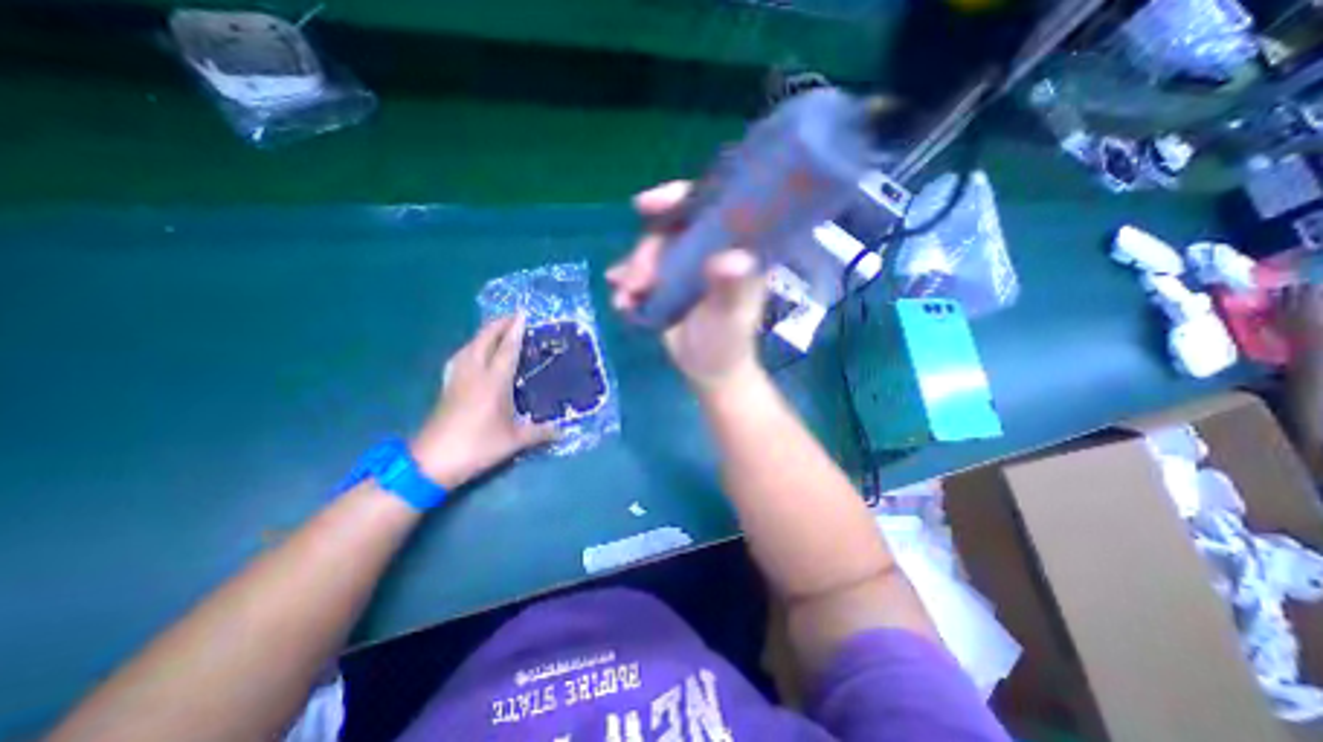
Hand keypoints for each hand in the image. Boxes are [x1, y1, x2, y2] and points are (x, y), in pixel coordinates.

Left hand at [413, 313, 555, 491]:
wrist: (431, 461)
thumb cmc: (477, 446)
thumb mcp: (514, 441)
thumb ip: (540, 433)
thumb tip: (564, 432)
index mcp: (493, 382)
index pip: (506, 349)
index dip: (515, 331)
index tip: (522, 314)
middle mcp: (474, 374)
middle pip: (483, 340)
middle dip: (497, 325)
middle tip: (511, 316)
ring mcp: (457, 379)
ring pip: (468, 347)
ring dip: (482, 334)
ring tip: (494, 330)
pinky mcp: (446, 387)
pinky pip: (460, 357)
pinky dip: (469, 348)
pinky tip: (471, 353)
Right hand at [603, 180, 770, 392]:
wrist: (707, 371)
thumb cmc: (726, 343)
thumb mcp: (729, 318)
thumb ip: (729, 289)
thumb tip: (730, 259)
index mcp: (732, 249)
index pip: (709, 208)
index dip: (678, 198)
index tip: (647, 205)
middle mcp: (706, 250)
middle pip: (668, 231)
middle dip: (646, 253)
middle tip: (637, 281)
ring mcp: (683, 267)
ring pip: (650, 252)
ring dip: (632, 271)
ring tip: (626, 296)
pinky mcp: (665, 284)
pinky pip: (640, 275)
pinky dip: (627, 285)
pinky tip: (621, 302)